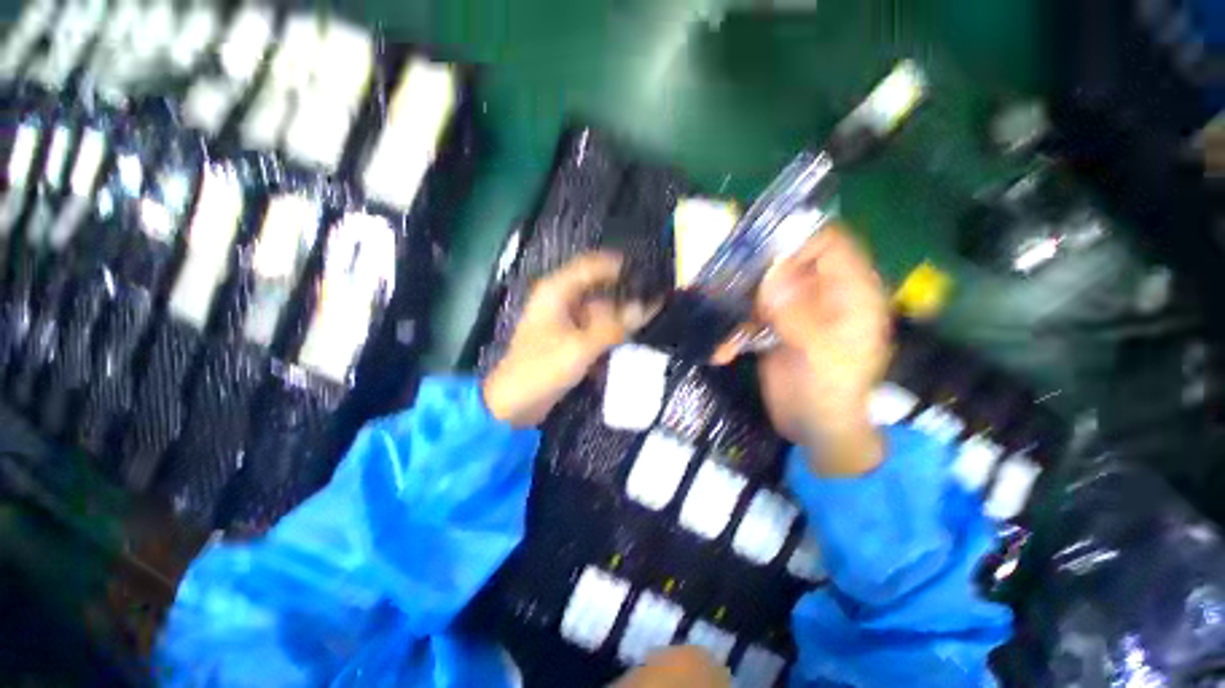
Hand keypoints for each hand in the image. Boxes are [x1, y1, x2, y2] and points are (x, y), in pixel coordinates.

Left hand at [483, 252, 652, 426]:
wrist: (514, 403)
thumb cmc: (541, 369)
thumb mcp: (579, 348)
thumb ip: (613, 328)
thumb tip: (643, 308)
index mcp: (556, 292)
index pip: (591, 265)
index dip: (618, 266)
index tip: (647, 272)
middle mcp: (561, 301)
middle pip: (598, 290)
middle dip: (623, 298)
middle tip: (654, 303)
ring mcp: (565, 321)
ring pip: (599, 312)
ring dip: (619, 320)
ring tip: (646, 324)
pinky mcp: (569, 340)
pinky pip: (595, 330)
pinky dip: (609, 336)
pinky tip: (627, 344)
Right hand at [715, 225, 890, 474]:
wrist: (815, 431)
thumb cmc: (832, 395)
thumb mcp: (821, 355)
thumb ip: (799, 314)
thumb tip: (772, 273)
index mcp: (849, 295)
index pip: (829, 245)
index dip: (797, 241)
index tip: (759, 255)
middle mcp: (822, 296)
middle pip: (787, 265)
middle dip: (755, 274)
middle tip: (725, 283)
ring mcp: (796, 313)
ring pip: (762, 291)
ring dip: (738, 308)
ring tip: (719, 326)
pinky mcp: (774, 330)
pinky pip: (749, 318)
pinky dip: (733, 332)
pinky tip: (721, 353)